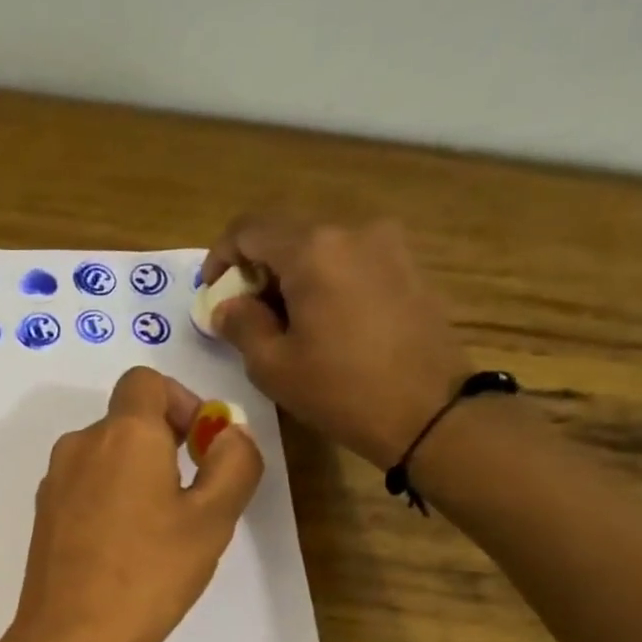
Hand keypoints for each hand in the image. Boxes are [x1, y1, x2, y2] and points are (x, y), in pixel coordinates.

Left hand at [0, 367, 263, 641]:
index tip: (201, 444)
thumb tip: (229, 433)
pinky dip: (109, 498)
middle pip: (126, 420)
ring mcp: (55, 482)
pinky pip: (84, 487)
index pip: (146, 381)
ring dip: (137, 474)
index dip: (180, 400)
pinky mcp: (43, 516)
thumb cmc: (151, 573)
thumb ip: (234, 463)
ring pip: (105, 456)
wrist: (72, 637)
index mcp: (122, 433)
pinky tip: (124, 548)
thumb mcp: (213, 518)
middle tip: (192, 495)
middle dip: (164, 442)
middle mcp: (80, 445)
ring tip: (160, 528)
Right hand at [203, 214, 470, 468]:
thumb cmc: (341, 391)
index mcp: (313, 249)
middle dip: (257, 269)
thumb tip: (226, 306)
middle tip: (244, 315)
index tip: (210, 293)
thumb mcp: (273, 366)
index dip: (220, 257)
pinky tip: (323, 324)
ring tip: (284, 324)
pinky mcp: (408, 266)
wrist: (430, 412)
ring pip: (320, 247)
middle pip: (287, 234)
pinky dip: (324, 281)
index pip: (249, 229)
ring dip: (291, 276)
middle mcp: (352, 231)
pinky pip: (350, 261)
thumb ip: (241, 325)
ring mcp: (388, 244)